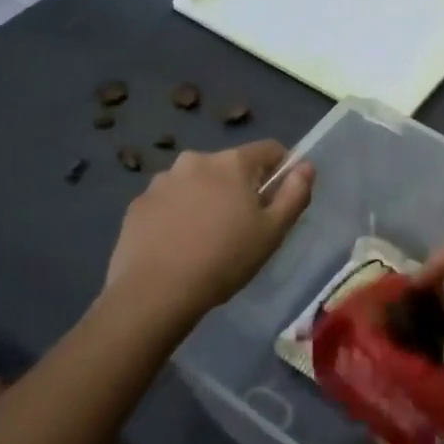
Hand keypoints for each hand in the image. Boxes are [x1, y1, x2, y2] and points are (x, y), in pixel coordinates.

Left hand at [100, 141, 313, 327]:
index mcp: (232, 162)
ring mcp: (161, 181)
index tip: (278, 199)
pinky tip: (178, 245)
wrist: (155, 293)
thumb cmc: (224, 259)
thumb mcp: (273, 231)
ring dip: (206, 199)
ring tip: (205, 238)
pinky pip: (168, 202)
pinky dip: (178, 214)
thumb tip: (306, 166)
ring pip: (197, 183)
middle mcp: (195, 160)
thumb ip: (295, 193)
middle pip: (230, 166)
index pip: (269, 149)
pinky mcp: (137, 204)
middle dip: (240, 187)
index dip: (280, 170)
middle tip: (242, 226)